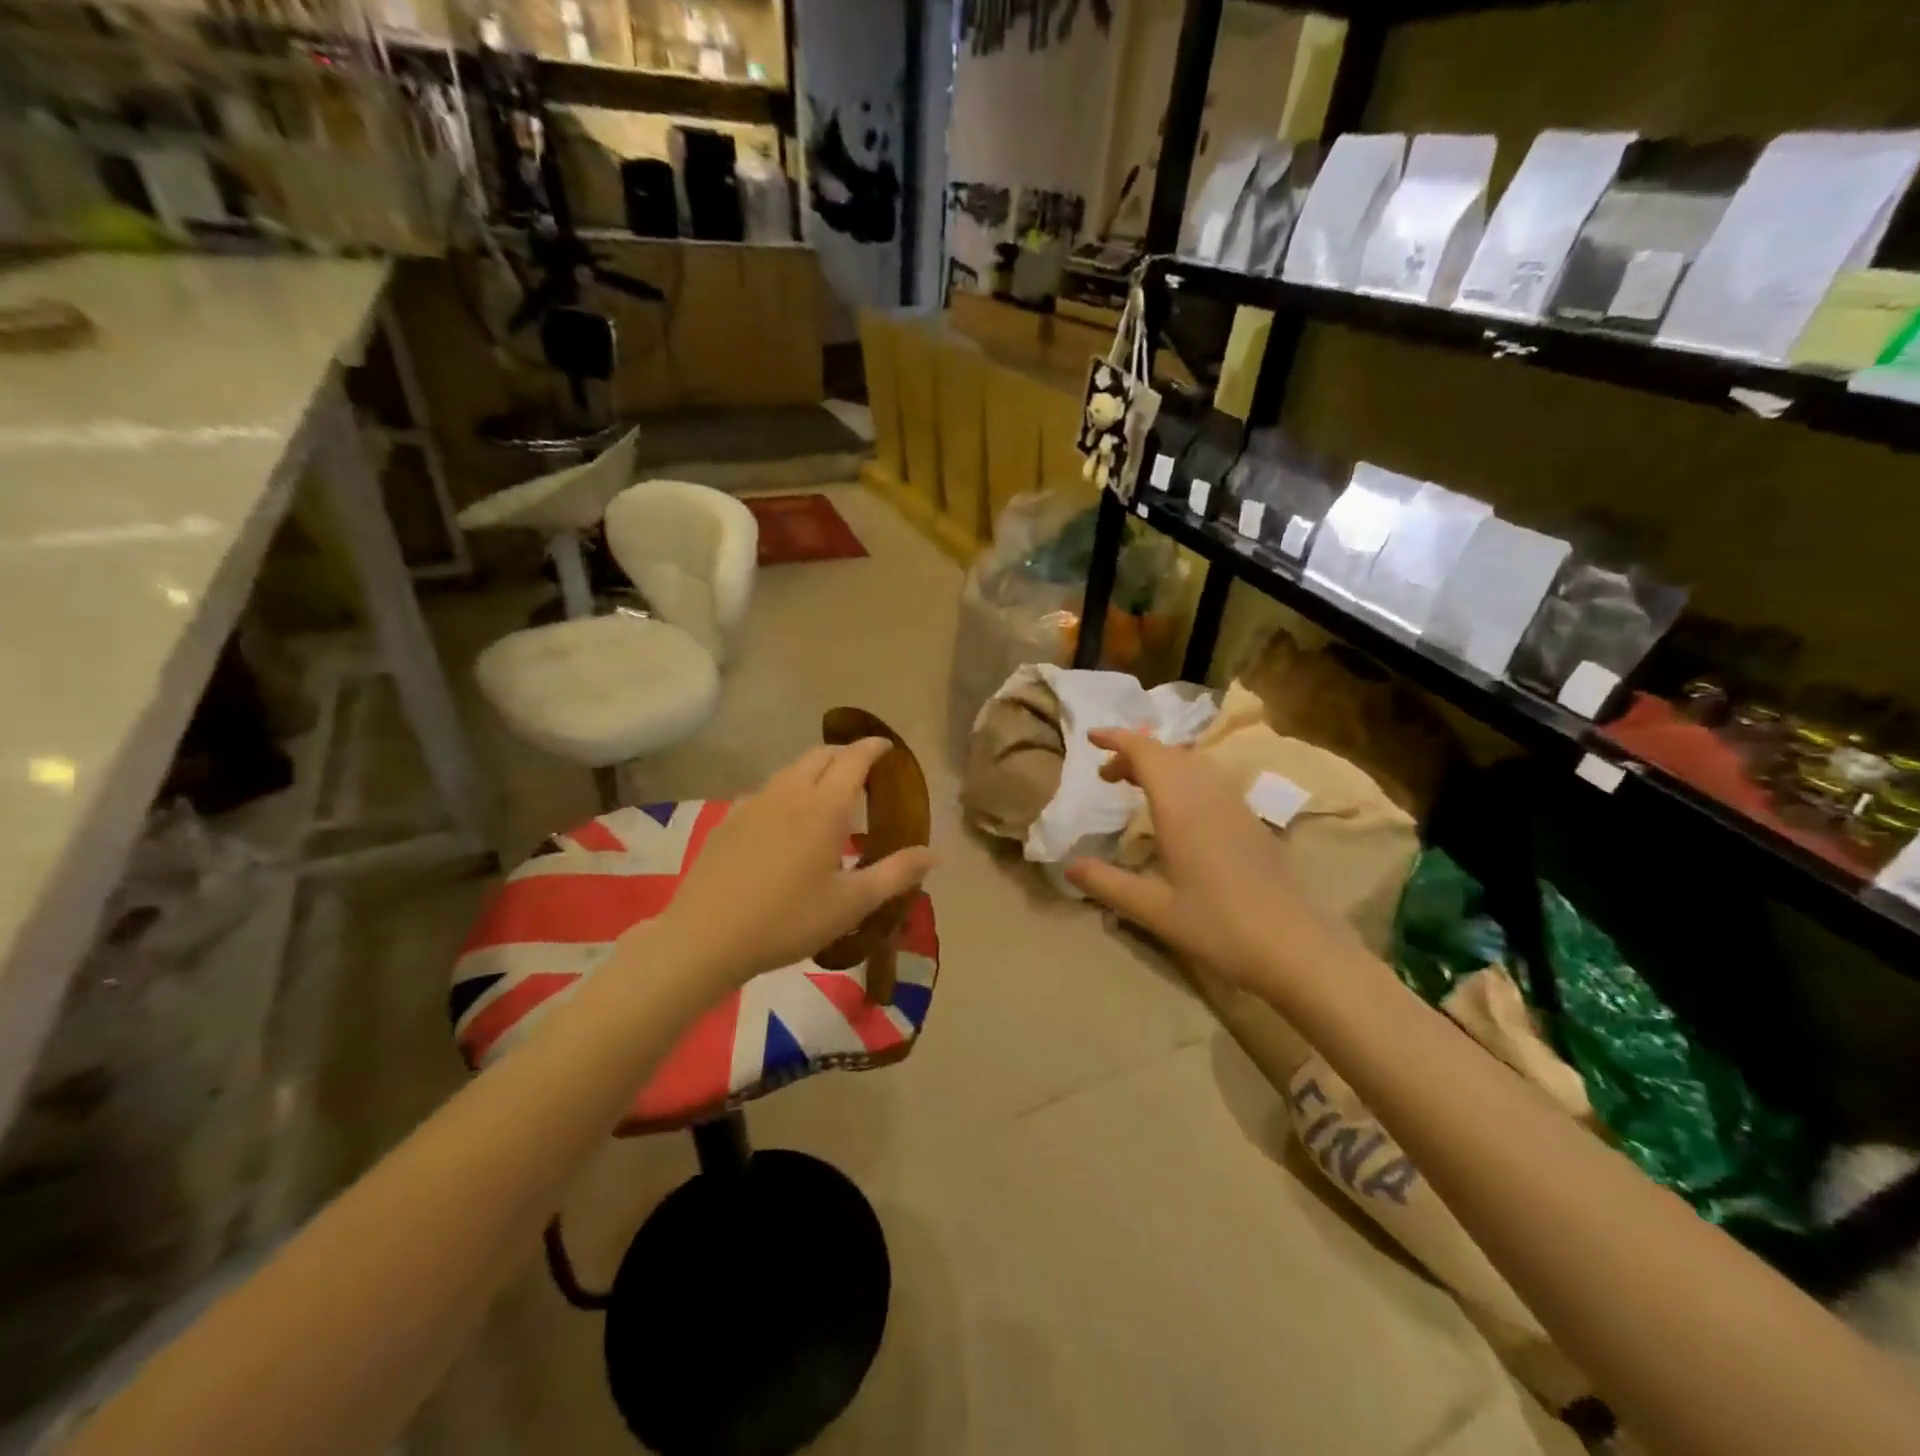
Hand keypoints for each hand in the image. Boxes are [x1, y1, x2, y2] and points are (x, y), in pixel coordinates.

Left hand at [643, 740, 935, 990]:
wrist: (705, 937)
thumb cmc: (788, 920)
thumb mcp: (851, 903)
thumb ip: (896, 874)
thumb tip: (935, 854)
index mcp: (823, 807)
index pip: (853, 759)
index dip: (873, 748)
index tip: (887, 747)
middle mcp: (789, 793)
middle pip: (820, 754)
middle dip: (845, 753)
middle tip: (863, 770)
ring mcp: (754, 803)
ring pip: (791, 769)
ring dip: (815, 769)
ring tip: (829, 793)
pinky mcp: (729, 820)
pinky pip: (768, 790)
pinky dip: (788, 790)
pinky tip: (787, 820)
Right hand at [1064, 729, 1321, 991]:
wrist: (1295, 946)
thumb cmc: (1218, 926)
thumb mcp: (1153, 909)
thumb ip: (1107, 883)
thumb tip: (1068, 866)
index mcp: (1181, 807)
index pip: (1146, 753)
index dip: (1117, 739)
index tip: (1091, 739)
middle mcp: (1208, 795)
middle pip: (1169, 753)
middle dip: (1134, 753)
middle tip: (1107, 776)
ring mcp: (1235, 805)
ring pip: (1193, 763)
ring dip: (1161, 763)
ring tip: (1136, 786)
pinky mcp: (1251, 821)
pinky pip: (1210, 780)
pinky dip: (1183, 777)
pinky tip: (1177, 810)